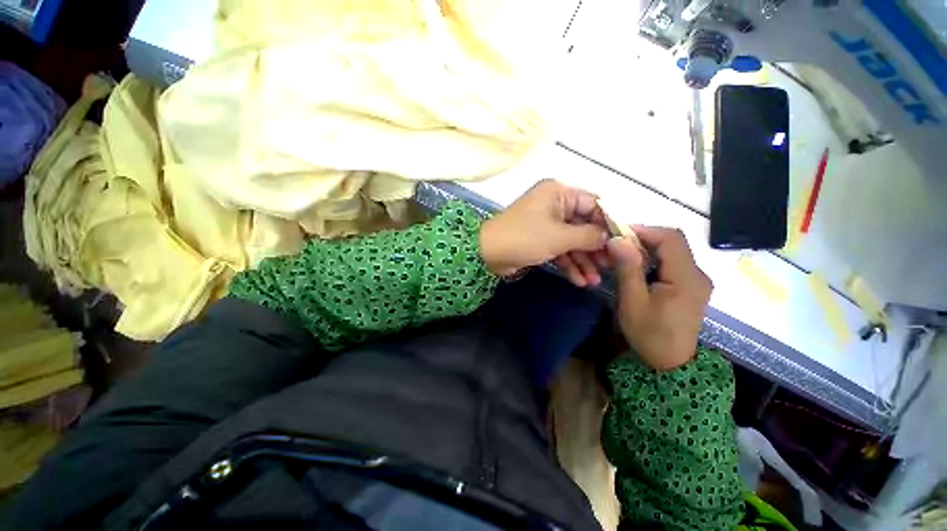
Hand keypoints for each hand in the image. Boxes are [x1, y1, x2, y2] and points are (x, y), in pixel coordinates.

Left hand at [480, 180, 609, 285]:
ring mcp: (546, 223)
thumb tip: (610, 237)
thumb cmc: (524, 238)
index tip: (623, 244)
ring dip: (583, 260)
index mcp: (559, 193)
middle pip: (584, 225)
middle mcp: (554, 205)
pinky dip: (568, 263)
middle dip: (596, 248)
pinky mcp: (540, 239)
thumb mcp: (560, 236)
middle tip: (610, 267)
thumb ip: (589, 235)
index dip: (610, 224)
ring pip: (572, 241)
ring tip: (595, 281)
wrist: (487, 254)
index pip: (594, 204)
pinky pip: (560, 249)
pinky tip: (579, 281)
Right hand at [608, 227, 711, 370]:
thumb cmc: (650, 334)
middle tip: (617, 245)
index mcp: (686, 278)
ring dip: (647, 249)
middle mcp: (698, 274)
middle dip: (643, 239)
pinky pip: (672, 263)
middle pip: (673, 243)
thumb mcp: (633, 302)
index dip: (646, 230)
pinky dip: (653, 259)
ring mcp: (696, 281)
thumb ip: (627, 269)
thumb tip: (617, 239)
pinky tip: (636, 268)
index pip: (672, 238)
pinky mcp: (690, 286)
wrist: (670, 363)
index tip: (619, 233)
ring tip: (622, 256)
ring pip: (672, 252)